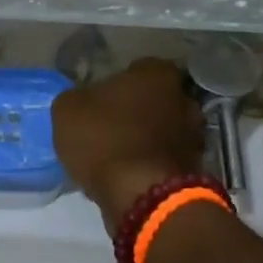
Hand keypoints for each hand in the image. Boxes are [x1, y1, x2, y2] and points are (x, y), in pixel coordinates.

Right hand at [52, 57, 204, 231]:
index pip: (141, 67)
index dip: (121, 81)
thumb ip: (78, 97)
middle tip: (112, 124)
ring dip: (147, 139)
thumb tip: (84, 100)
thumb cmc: (104, 140)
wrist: (141, 195)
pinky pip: (166, 159)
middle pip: (158, 99)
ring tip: (119, 155)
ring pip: (165, 130)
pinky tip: (129, 175)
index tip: (103, 97)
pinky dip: (152, 164)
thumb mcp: (67, 110)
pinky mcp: (194, 169)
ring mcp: (194, 136)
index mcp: (157, 75)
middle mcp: (184, 99)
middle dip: (140, 109)